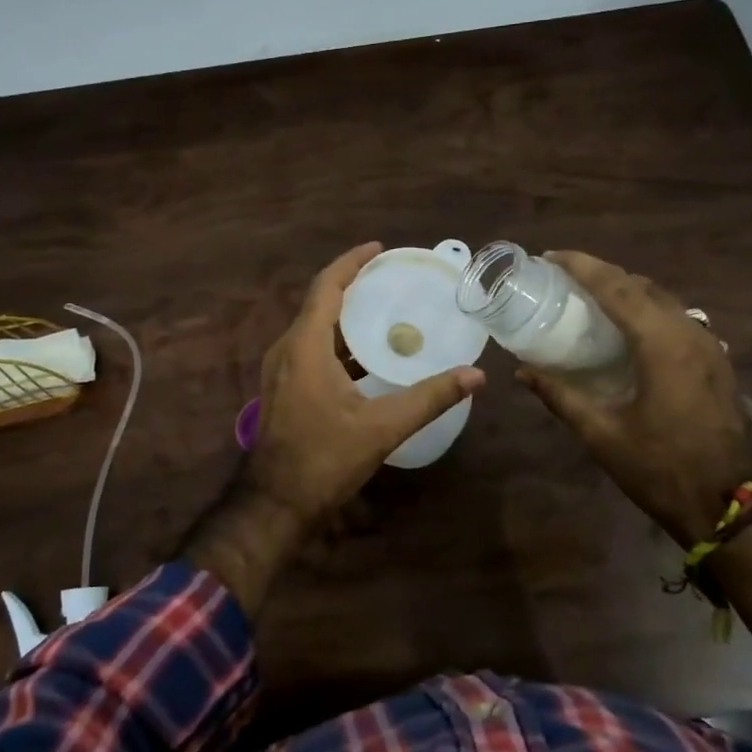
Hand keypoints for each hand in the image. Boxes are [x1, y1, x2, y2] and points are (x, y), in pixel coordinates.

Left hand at [246, 242, 484, 525]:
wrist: (276, 502)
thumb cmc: (325, 459)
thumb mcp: (382, 427)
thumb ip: (430, 398)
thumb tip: (476, 375)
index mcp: (304, 347)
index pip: (326, 287)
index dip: (351, 263)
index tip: (379, 249)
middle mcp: (287, 350)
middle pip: (319, 303)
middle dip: (353, 286)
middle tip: (391, 279)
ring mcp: (281, 370)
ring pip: (315, 329)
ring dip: (346, 316)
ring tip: (385, 311)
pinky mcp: (284, 389)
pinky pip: (311, 349)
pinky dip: (339, 342)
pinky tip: (367, 357)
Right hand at [518, 251, 751, 545]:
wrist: (732, 505)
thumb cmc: (661, 469)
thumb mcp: (602, 434)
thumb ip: (561, 397)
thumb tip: (522, 372)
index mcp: (662, 345)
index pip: (617, 288)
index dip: (582, 267)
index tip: (550, 256)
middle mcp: (690, 333)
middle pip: (642, 286)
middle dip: (602, 273)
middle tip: (565, 276)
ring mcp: (710, 346)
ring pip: (664, 299)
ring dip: (627, 290)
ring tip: (592, 296)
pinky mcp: (718, 362)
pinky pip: (678, 317)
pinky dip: (648, 309)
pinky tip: (630, 327)